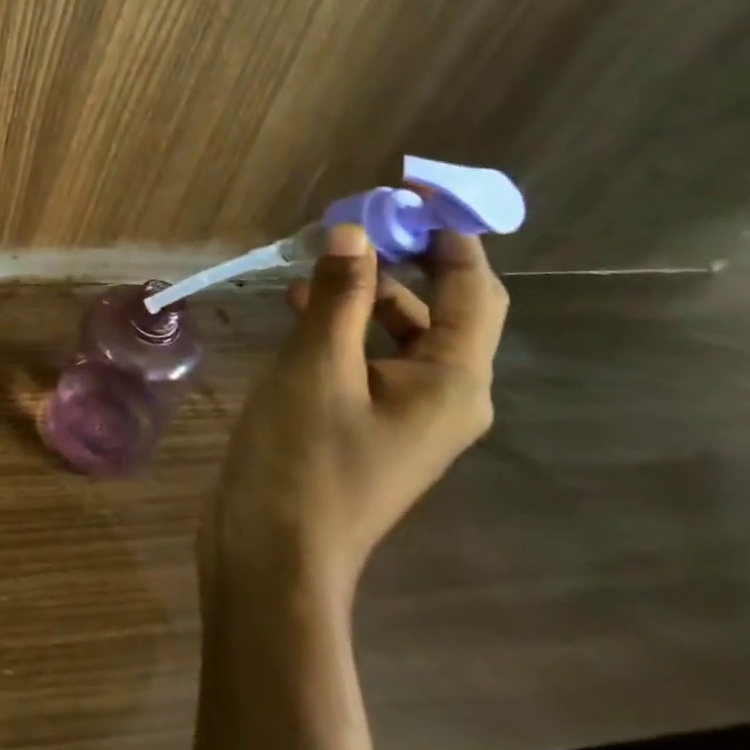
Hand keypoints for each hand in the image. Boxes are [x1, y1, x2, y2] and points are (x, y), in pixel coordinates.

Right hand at [202, 225, 506, 608]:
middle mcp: (443, 398)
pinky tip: (298, 311)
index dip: (451, 239)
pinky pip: (366, 360)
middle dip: (394, 264)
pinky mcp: (365, 426)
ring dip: (359, 296)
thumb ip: (340, 294)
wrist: (275, 552)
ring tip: (306, 269)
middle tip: (344, 226)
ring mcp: (403, 416)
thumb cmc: (304, 456)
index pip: (474, 292)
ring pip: (395, 336)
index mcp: (452, 383)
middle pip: (435, 311)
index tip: (413, 196)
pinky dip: (341, 328)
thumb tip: (353, 230)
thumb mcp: (317, 364)